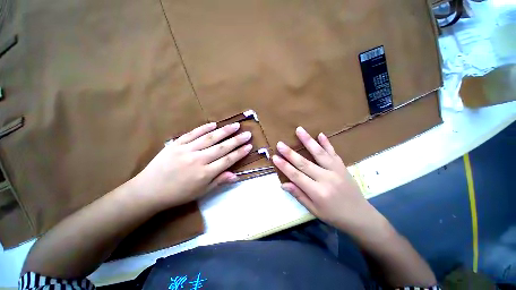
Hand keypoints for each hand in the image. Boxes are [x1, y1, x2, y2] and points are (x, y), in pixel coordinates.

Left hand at [132, 122, 251, 210]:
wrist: (149, 190)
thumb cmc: (178, 194)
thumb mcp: (201, 192)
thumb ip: (219, 181)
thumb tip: (235, 176)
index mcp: (205, 173)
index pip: (227, 160)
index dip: (239, 153)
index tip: (249, 146)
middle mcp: (198, 160)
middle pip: (222, 147)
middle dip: (236, 140)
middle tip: (247, 133)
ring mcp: (187, 150)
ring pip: (210, 138)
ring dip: (224, 131)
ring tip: (235, 125)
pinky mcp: (176, 144)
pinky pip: (192, 134)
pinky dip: (204, 128)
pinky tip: (214, 124)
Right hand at [272, 127, 377, 231]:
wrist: (360, 216)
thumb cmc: (334, 216)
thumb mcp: (314, 210)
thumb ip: (299, 195)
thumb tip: (283, 184)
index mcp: (318, 192)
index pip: (297, 176)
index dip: (284, 167)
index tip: (275, 157)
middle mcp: (326, 179)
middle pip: (304, 163)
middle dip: (290, 153)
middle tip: (280, 144)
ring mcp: (336, 170)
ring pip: (319, 153)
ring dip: (308, 141)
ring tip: (299, 130)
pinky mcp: (342, 166)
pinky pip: (333, 152)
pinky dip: (327, 143)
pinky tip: (320, 134)